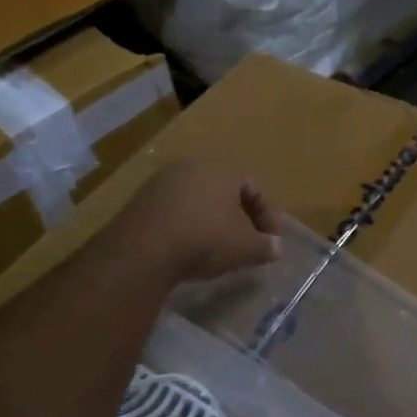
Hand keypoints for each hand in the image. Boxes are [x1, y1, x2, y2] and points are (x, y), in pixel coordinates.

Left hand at [109, 161, 282, 283]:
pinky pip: (173, 210)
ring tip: (214, 248)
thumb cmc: (206, 239)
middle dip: (237, 216)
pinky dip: (184, 225)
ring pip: (196, 199)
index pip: (254, 188)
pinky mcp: (140, 200)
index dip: (267, 215)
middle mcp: (193, 167)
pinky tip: (185, 248)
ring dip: (209, 220)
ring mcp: (163, 181)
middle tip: (244, 242)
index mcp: (223, 170)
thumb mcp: (245, 248)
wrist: (144, 249)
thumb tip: (276, 248)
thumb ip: (265, 246)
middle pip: (224, 190)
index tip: (270, 240)